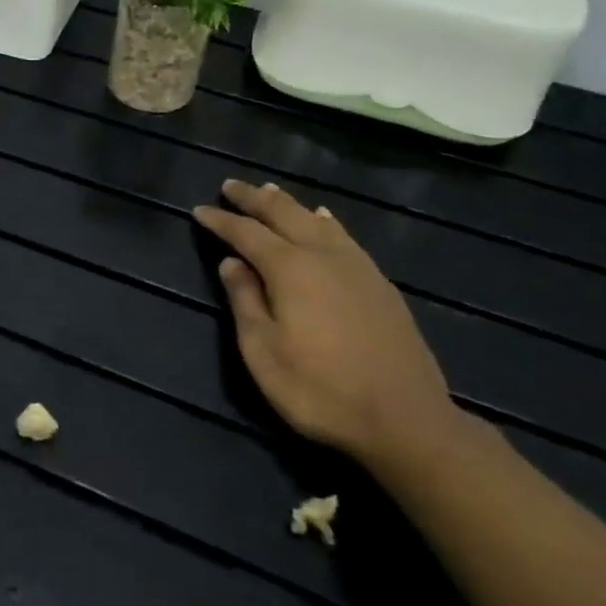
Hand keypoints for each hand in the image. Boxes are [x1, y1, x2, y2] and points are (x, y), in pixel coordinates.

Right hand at [193, 179, 459, 468]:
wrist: (406, 420)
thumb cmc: (320, 390)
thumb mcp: (263, 352)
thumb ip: (244, 301)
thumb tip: (231, 263)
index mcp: (290, 269)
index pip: (246, 233)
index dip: (221, 220)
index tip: (199, 210)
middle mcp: (323, 255)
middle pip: (284, 214)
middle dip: (254, 198)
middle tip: (231, 186)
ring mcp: (357, 267)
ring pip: (316, 220)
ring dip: (288, 204)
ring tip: (270, 191)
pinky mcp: (380, 283)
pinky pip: (344, 236)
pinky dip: (324, 220)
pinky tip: (324, 219)